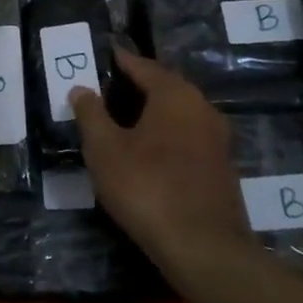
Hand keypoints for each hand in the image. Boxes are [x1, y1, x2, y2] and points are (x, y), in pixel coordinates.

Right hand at [69, 47, 248, 259]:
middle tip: (108, 87)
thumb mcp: (105, 149)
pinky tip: (147, 150)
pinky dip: (165, 135)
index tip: (103, 54)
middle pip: (165, 87)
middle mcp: (202, 108)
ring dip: (152, 112)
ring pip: (178, 113)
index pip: (143, 66)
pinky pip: (187, 137)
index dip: (121, 60)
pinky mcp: (221, 167)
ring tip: (122, 119)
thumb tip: (81, 89)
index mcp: (176, 95)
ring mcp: (217, 139)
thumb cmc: (147, 187)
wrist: (204, 247)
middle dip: (137, 85)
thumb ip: (91, 114)